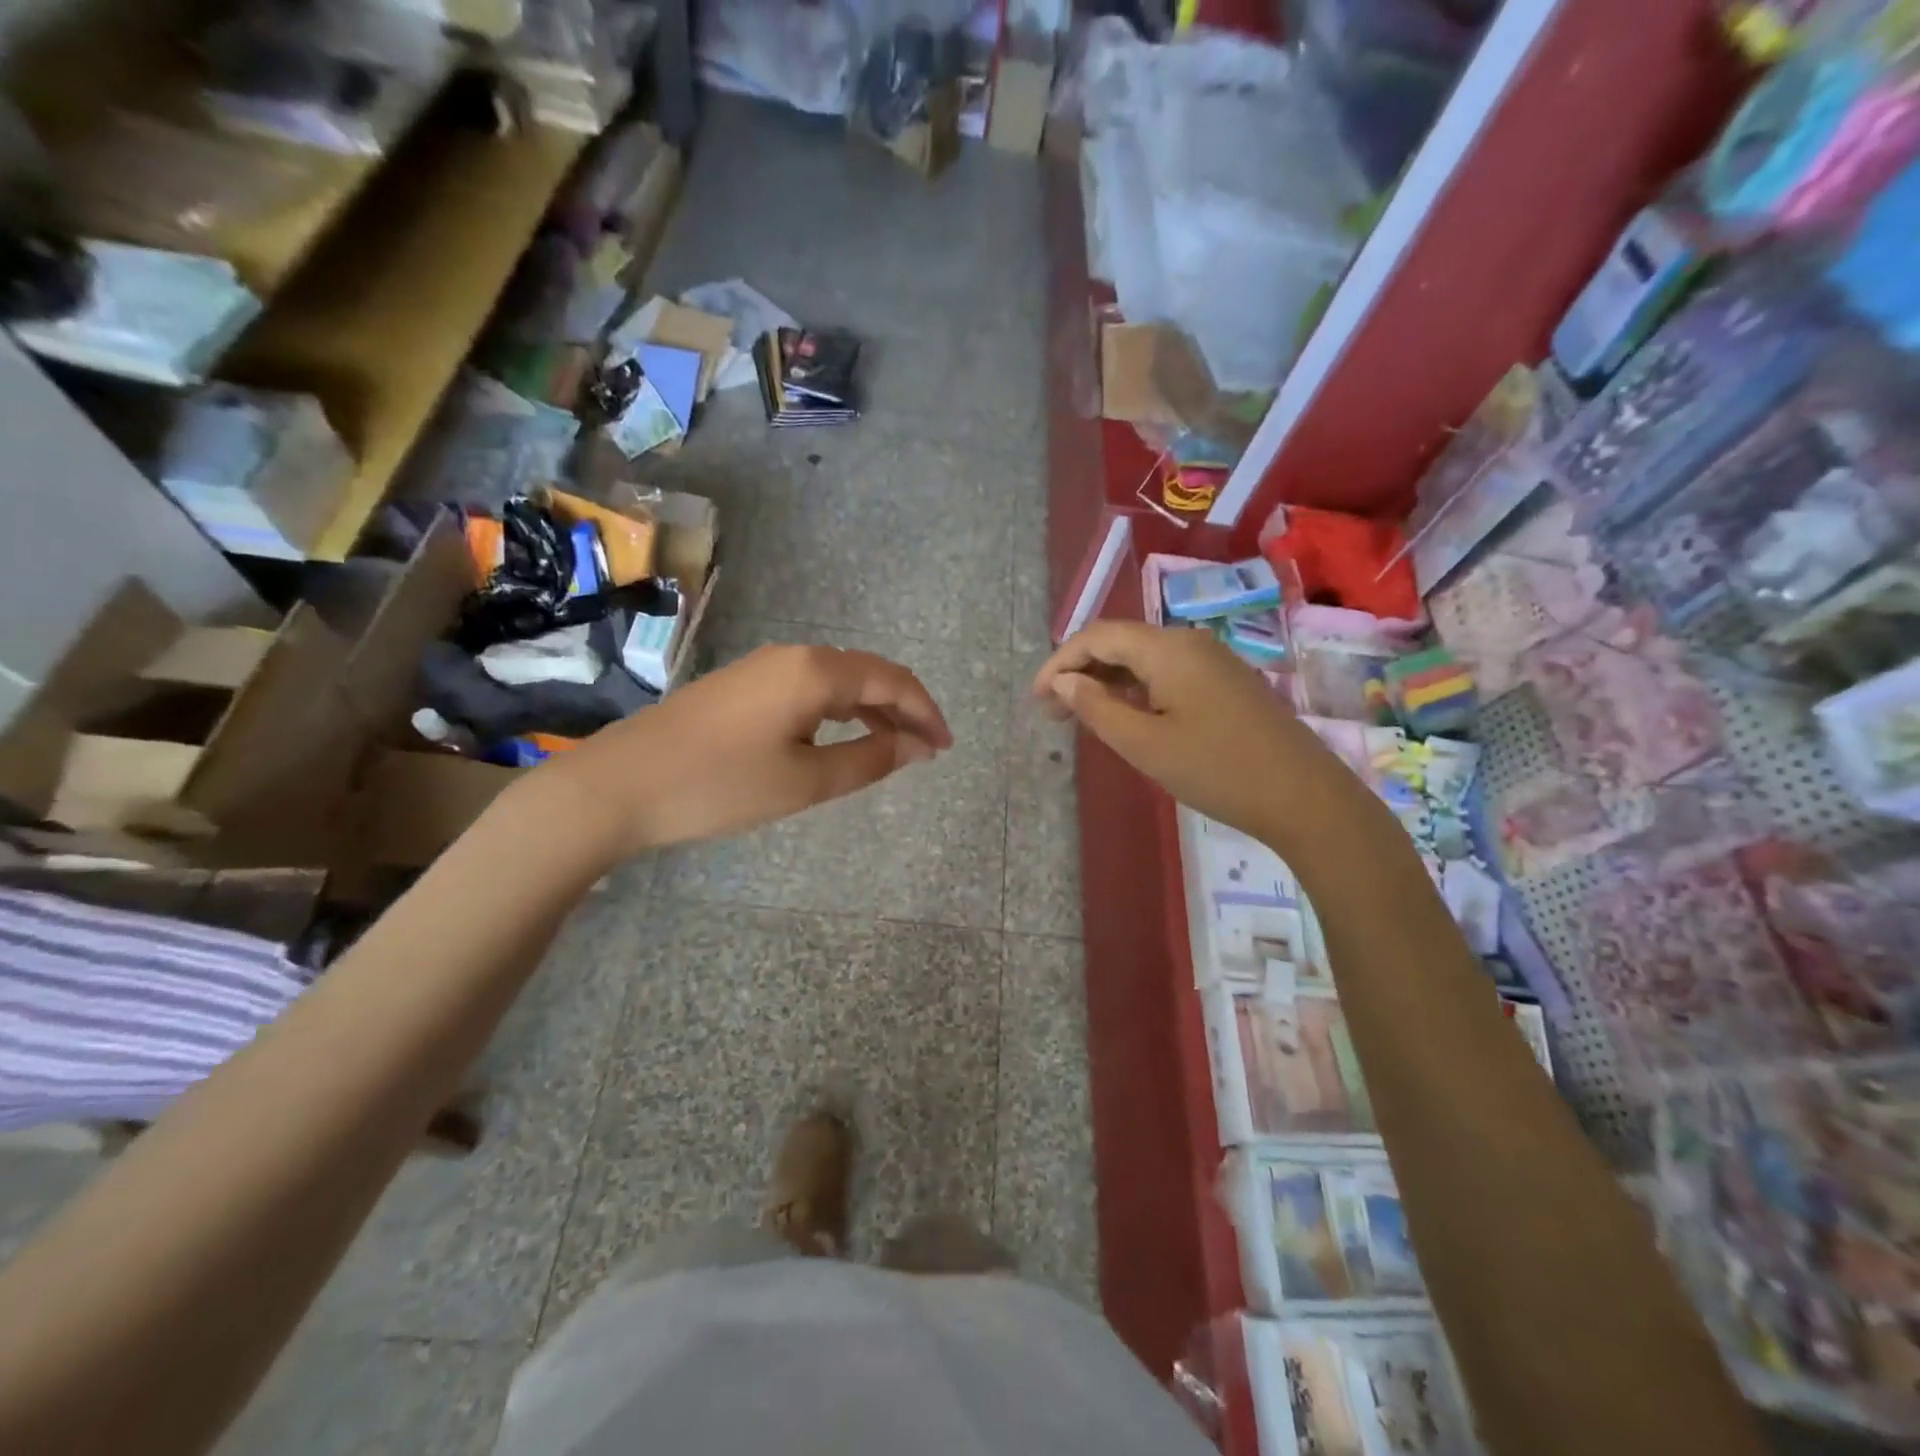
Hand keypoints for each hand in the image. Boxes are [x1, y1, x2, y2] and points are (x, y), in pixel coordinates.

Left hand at [543, 643, 951, 857]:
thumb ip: (868, 760)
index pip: (892, 680)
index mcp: (815, 671)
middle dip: (902, 709)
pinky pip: (807, 689)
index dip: (926, 711)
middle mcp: (792, 656)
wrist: (618, 785)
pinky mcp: (741, 685)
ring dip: (870, 710)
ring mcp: (762, 667)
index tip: (945, 748)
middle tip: (925, 751)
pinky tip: (839, 738)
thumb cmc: (719, 785)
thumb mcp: (805, 781)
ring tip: (893, 747)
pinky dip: (837, 711)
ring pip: (836, 680)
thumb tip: (914, 746)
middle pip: (867, 673)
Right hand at [1031, 622, 1341, 842]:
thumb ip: (1096, 709)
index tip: (1036, 700)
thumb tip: (1063, 682)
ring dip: (1107, 682)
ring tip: (1081, 717)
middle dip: (1080, 672)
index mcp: (1167, 648)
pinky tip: (1127, 717)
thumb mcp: (1145, 744)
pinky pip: (1168, 673)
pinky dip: (1136, 690)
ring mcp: (1212, 661)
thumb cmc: (1217, 770)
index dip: (1060, 662)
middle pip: (1120, 643)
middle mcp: (1189, 642)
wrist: (1303, 796)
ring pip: (1144, 659)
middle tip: (1053, 713)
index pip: (1097, 637)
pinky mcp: (1226, 683)